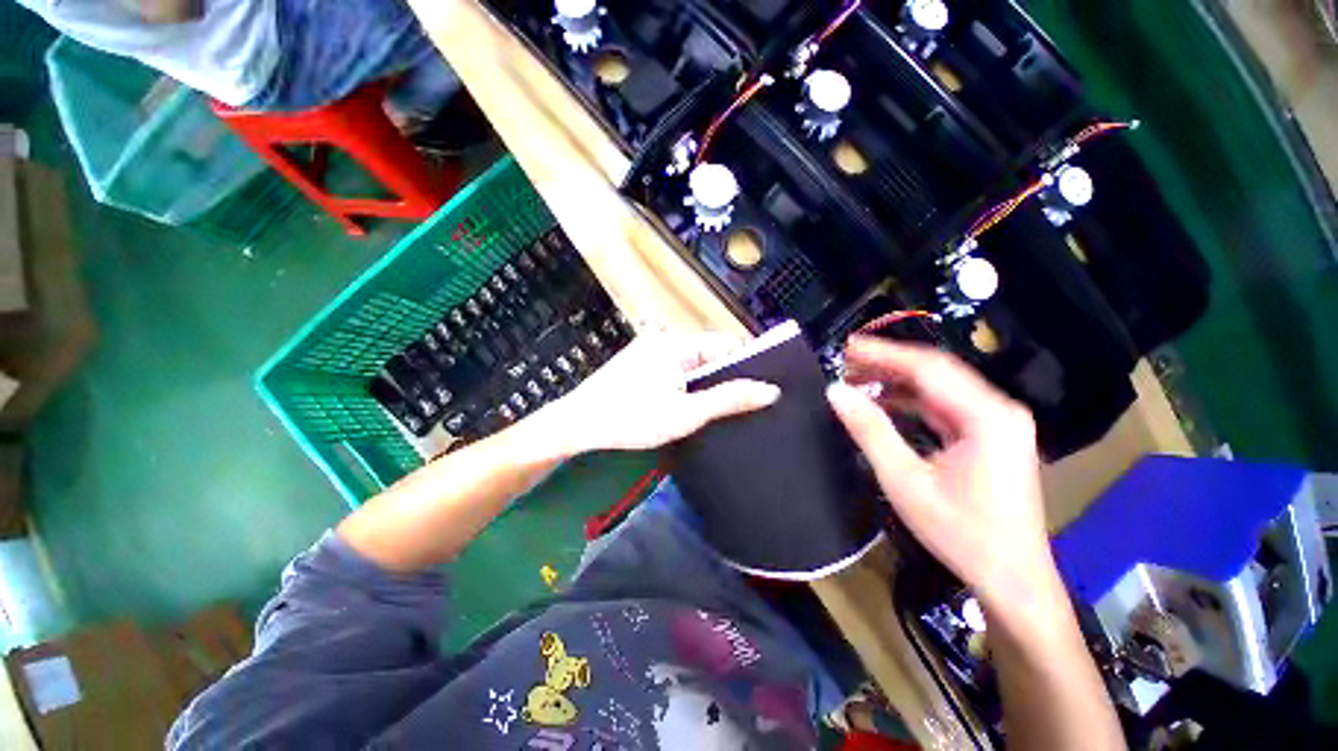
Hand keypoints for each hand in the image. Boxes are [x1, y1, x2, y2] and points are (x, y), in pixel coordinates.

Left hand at [545, 329, 780, 453]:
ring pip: (693, 365)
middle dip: (725, 379)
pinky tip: (689, 406)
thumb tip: (770, 391)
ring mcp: (650, 351)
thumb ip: (728, 400)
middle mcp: (665, 340)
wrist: (578, 425)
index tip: (759, 392)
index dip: (745, 366)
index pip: (726, 344)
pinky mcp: (640, 365)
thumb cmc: (632, 418)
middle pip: (709, 354)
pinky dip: (687, 386)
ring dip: (705, 385)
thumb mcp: (686, 413)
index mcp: (677, 343)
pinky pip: (676, 371)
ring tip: (717, 410)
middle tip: (739, 407)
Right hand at [826, 337, 1059, 617]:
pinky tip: (883, 401)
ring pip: (939, 388)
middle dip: (888, 364)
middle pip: (936, 372)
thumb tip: (836, 392)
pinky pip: (944, 406)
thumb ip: (870, 430)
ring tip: (856, 377)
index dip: (884, 353)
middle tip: (844, 361)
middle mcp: (998, 410)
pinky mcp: (989, 435)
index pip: (929, 367)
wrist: (1011, 578)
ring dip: (897, 381)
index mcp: (987, 416)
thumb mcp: (905, 481)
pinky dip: (911, 400)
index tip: (846, 347)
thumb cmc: (961, 532)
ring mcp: (997, 422)